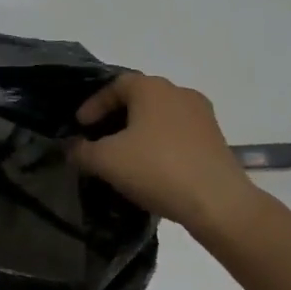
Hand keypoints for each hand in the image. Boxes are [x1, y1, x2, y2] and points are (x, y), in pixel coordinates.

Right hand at [69, 73, 254, 232]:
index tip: (81, 127)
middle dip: (117, 117)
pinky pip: (179, 135)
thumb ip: (82, 151)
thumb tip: (71, 148)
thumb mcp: (107, 161)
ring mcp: (202, 115)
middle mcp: (178, 92)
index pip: (114, 86)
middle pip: (139, 99)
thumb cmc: (157, 169)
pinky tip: (154, 169)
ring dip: (141, 132)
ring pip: (161, 117)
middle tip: (101, 139)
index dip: (93, 105)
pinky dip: (162, 145)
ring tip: (126, 156)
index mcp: (151, 87)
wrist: (219, 203)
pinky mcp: (217, 140)